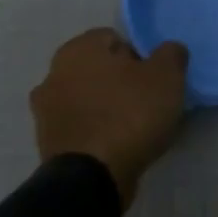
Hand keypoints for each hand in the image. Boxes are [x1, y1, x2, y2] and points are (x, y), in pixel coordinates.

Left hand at [29, 28, 187, 205]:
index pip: (114, 38)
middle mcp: (53, 73)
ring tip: (136, 126)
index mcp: (78, 49)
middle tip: (148, 100)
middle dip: (121, 80)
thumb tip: (168, 51)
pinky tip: (119, 144)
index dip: (139, 55)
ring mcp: (45, 111)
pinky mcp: (48, 142)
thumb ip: (171, 54)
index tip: (155, 77)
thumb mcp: (167, 76)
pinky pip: (82, 126)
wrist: (93, 177)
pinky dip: (98, 130)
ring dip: (107, 106)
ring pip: (88, 98)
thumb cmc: (130, 115)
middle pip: (99, 69)